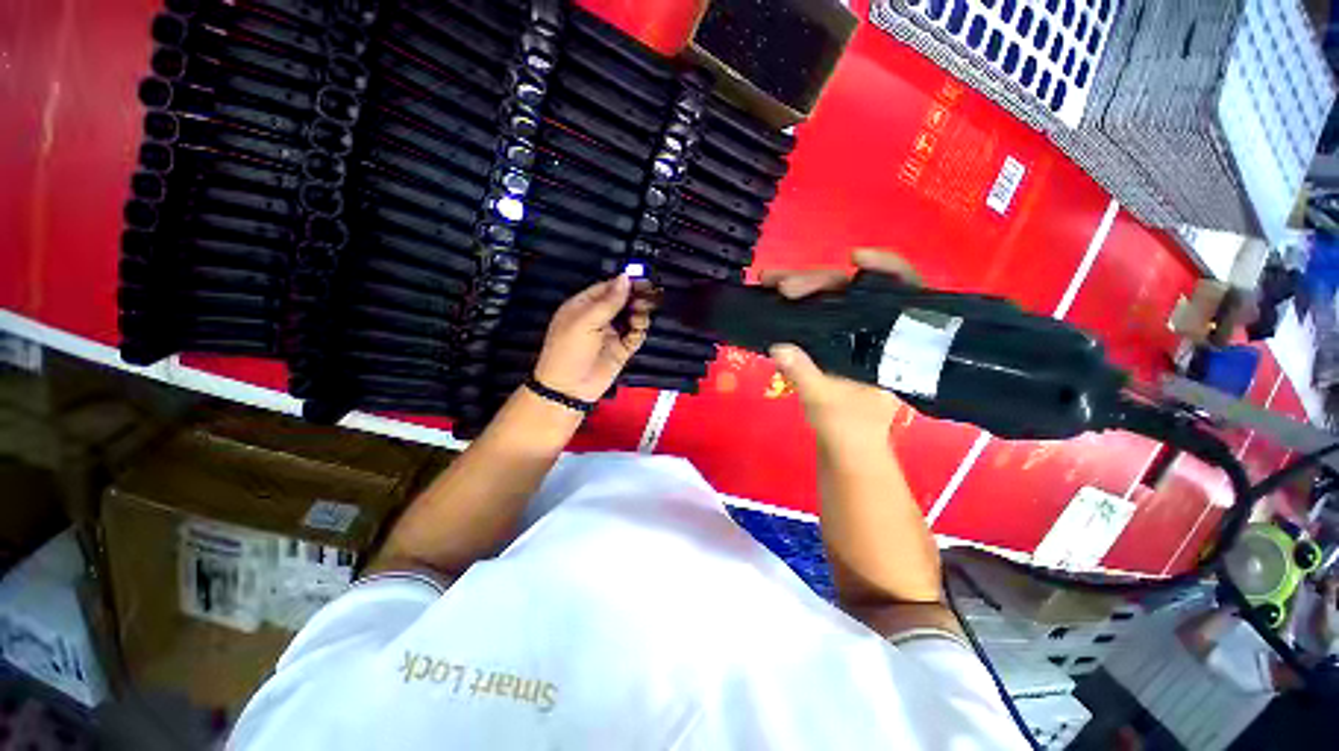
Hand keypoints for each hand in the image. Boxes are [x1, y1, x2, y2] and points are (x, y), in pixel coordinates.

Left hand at [533, 274, 654, 402]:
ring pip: (632, 316)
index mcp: (584, 306)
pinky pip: (636, 334)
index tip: (641, 280)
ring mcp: (612, 333)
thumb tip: (625, 277)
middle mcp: (600, 317)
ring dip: (639, 314)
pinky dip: (640, 330)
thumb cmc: (569, 350)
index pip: (608, 288)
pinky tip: (638, 328)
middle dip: (635, 298)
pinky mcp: (623, 349)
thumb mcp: (585, 321)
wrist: (569, 388)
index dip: (624, 283)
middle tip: (647, 296)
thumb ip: (609, 301)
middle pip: (623, 301)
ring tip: (638, 316)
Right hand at [761, 249, 921, 443]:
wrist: (846, 445)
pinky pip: (817, 313)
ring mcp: (852, 333)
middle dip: (816, 281)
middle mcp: (875, 329)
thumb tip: (778, 346)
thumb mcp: (826, 401)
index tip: (855, 258)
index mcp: (893, 342)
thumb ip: (804, 374)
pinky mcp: (833, 339)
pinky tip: (774, 297)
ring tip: (767, 281)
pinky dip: (796, 303)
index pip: (903, 291)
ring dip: (799, 286)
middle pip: (853, 289)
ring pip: (831, 298)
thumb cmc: (849, 427)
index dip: (885, 266)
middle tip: (781, 285)